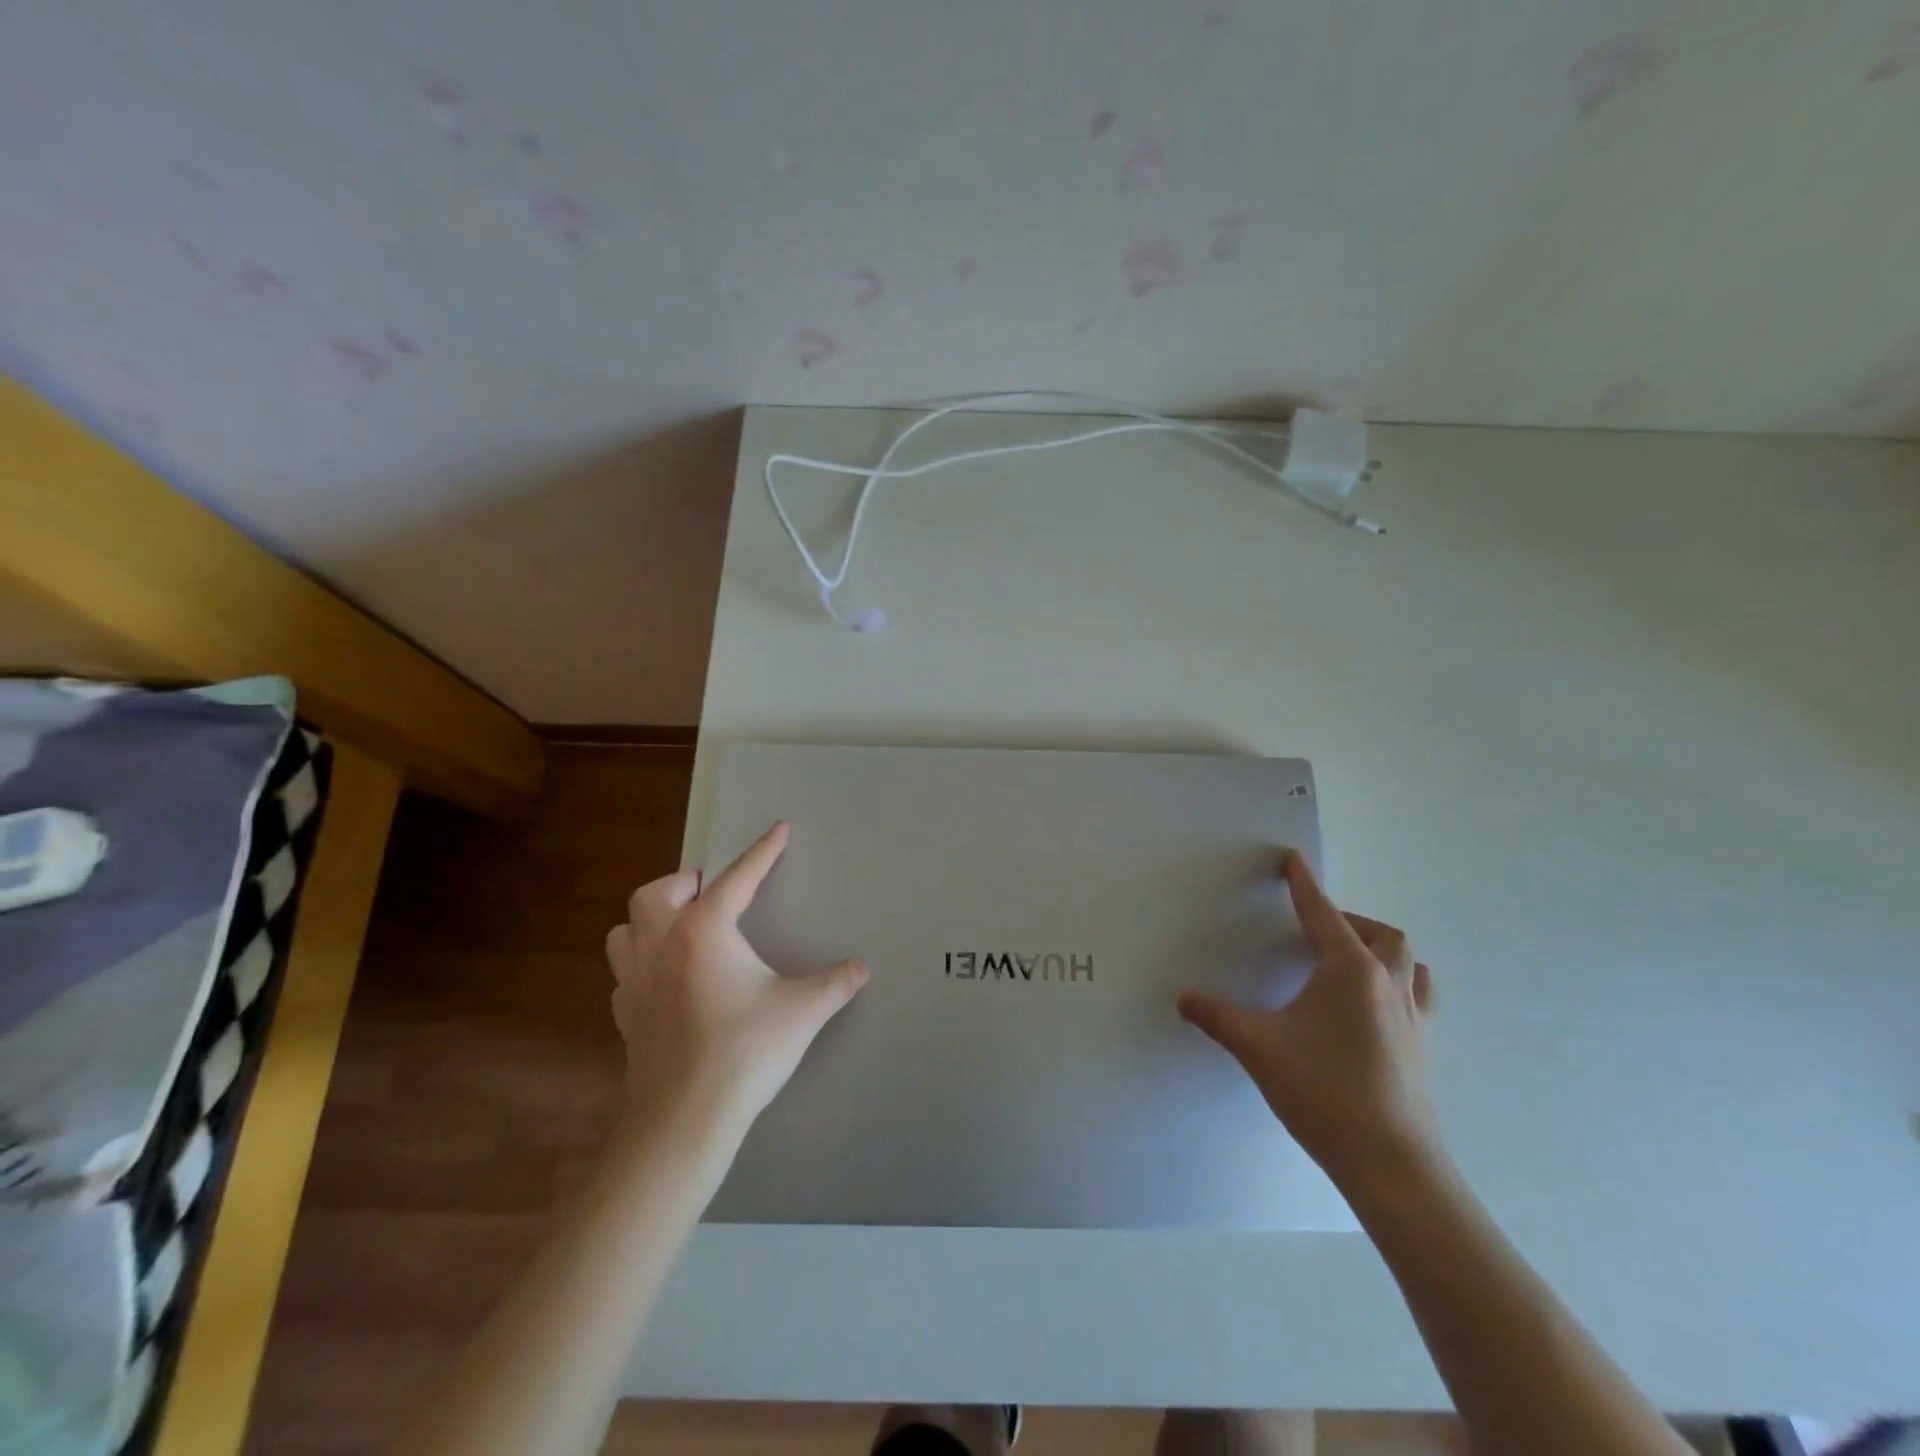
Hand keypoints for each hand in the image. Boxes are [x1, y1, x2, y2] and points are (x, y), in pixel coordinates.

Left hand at [605, 821, 868, 1129]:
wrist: (684, 1120)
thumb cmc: (745, 1051)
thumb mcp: (803, 1010)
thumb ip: (836, 983)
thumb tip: (863, 967)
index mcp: (704, 931)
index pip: (738, 878)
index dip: (763, 851)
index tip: (779, 828)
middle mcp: (662, 945)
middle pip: (656, 893)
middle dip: (686, 883)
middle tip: (714, 895)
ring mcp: (636, 982)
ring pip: (625, 930)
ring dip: (651, 920)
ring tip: (682, 929)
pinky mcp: (626, 1017)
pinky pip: (626, 973)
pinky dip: (643, 964)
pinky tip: (667, 981)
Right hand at [1178, 851, 1439, 1195]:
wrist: (1393, 1165)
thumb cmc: (1324, 1093)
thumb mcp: (1259, 1049)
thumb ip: (1218, 1017)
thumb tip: (1183, 998)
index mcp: (1349, 971)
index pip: (1323, 913)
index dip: (1304, 885)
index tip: (1292, 860)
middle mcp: (1387, 983)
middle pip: (1380, 933)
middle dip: (1348, 921)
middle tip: (1316, 930)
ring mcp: (1412, 1017)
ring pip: (1407, 963)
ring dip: (1380, 950)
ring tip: (1350, 962)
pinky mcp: (1422, 1047)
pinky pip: (1416, 996)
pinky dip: (1397, 984)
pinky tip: (1374, 1008)